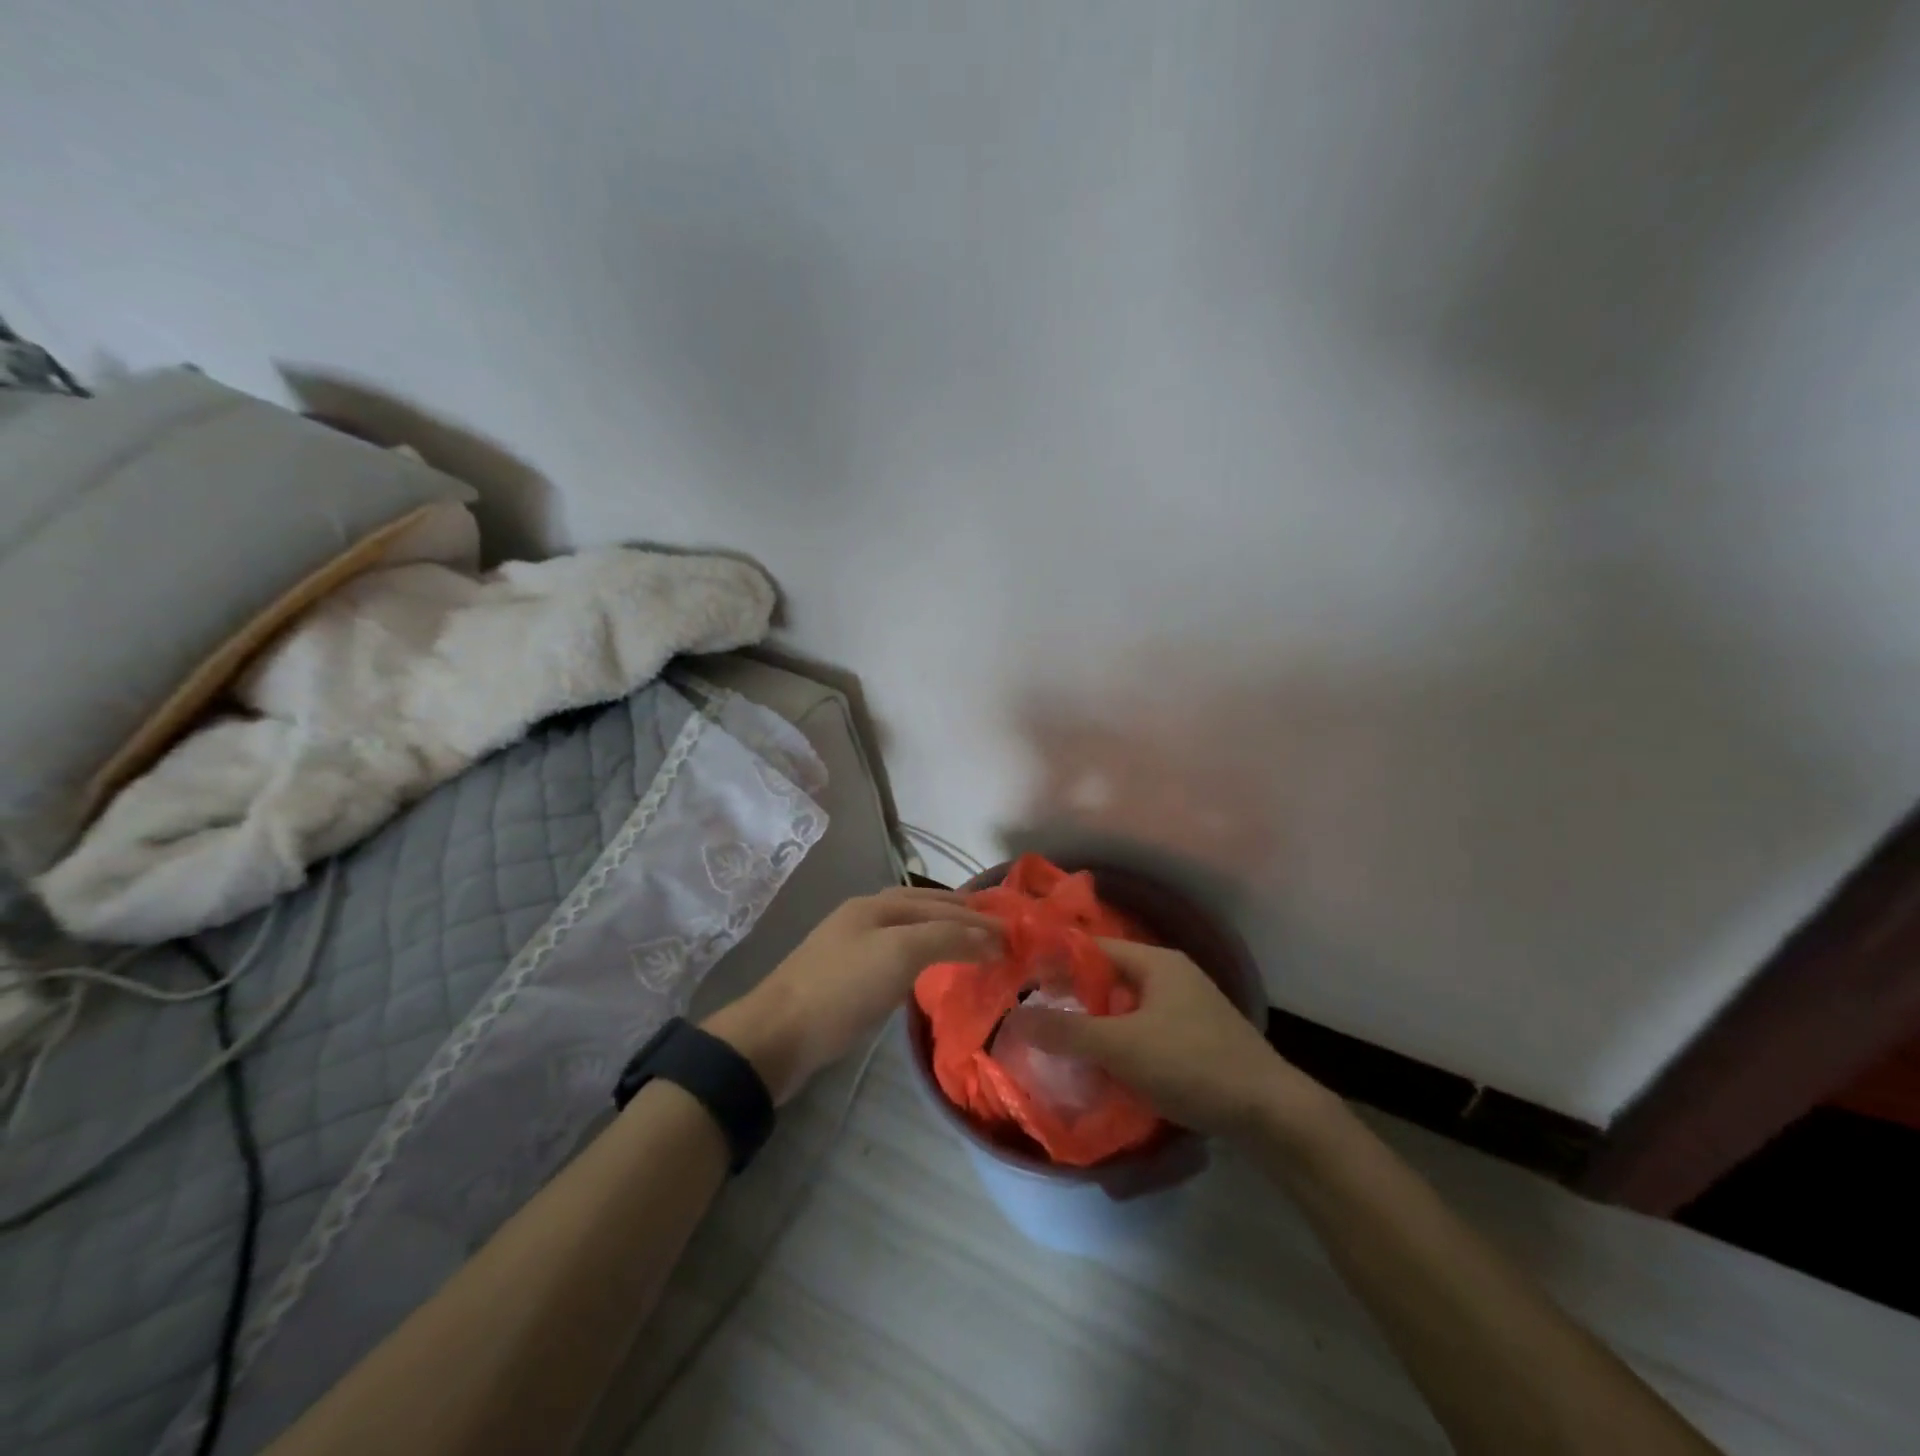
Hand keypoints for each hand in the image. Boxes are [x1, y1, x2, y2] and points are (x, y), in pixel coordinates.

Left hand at [705, 887, 1000, 1103]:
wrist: (777, 1036)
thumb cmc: (842, 988)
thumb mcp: (899, 954)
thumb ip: (947, 938)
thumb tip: (990, 937)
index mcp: (877, 905)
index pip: (939, 903)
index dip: (976, 916)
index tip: (1012, 932)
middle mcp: (865, 918)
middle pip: (923, 910)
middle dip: (960, 919)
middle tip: (998, 935)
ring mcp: (852, 948)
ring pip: (909, 934)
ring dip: (941, 937)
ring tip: (971, 951)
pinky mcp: (845, 980)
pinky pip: (896, 958)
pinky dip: (921, 959)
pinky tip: (929, 974)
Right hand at [1003, 939, 1321, 1137]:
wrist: (1271, 1113)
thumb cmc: (1192, 1064)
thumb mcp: (1121, 1046)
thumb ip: (1067, 1031)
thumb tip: (1016, 1016)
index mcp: (1156, 962)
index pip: (1093, 949)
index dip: (1057, 963)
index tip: (1024, 985)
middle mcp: (1172, 975)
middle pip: (1110, 979)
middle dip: (1076, 1000)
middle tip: (1040, 1022)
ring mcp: (1189, 1008)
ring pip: (1128, 1009)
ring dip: (1099, 1026)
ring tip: (1066, 1048)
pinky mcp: (1198, 1039)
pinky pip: (1147, 1031)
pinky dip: (1124, 1044)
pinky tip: (1108, 1070)